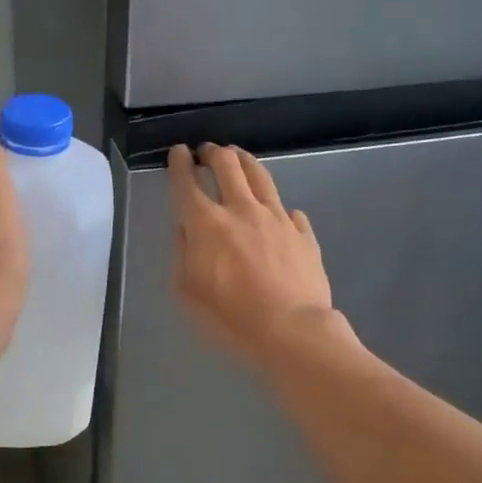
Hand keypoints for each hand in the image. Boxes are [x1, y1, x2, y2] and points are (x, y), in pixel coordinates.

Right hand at [169, 143, 335, 366]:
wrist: (291, 331)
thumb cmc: (230, 317)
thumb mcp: (187, 291)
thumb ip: (183, 253)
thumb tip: (187, 229)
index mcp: (206, 224)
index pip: (187, 183)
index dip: (179, 164)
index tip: (178, 153)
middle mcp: (242, 210)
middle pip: (227, 166)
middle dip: (213, 153)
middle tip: (206, 151)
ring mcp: (277, 218)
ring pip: (260, 176)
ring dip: (244, 161)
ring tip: (237, 156)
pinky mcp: (303, 233)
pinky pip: (289, 210)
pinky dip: (278, 206)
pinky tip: (278, 210)